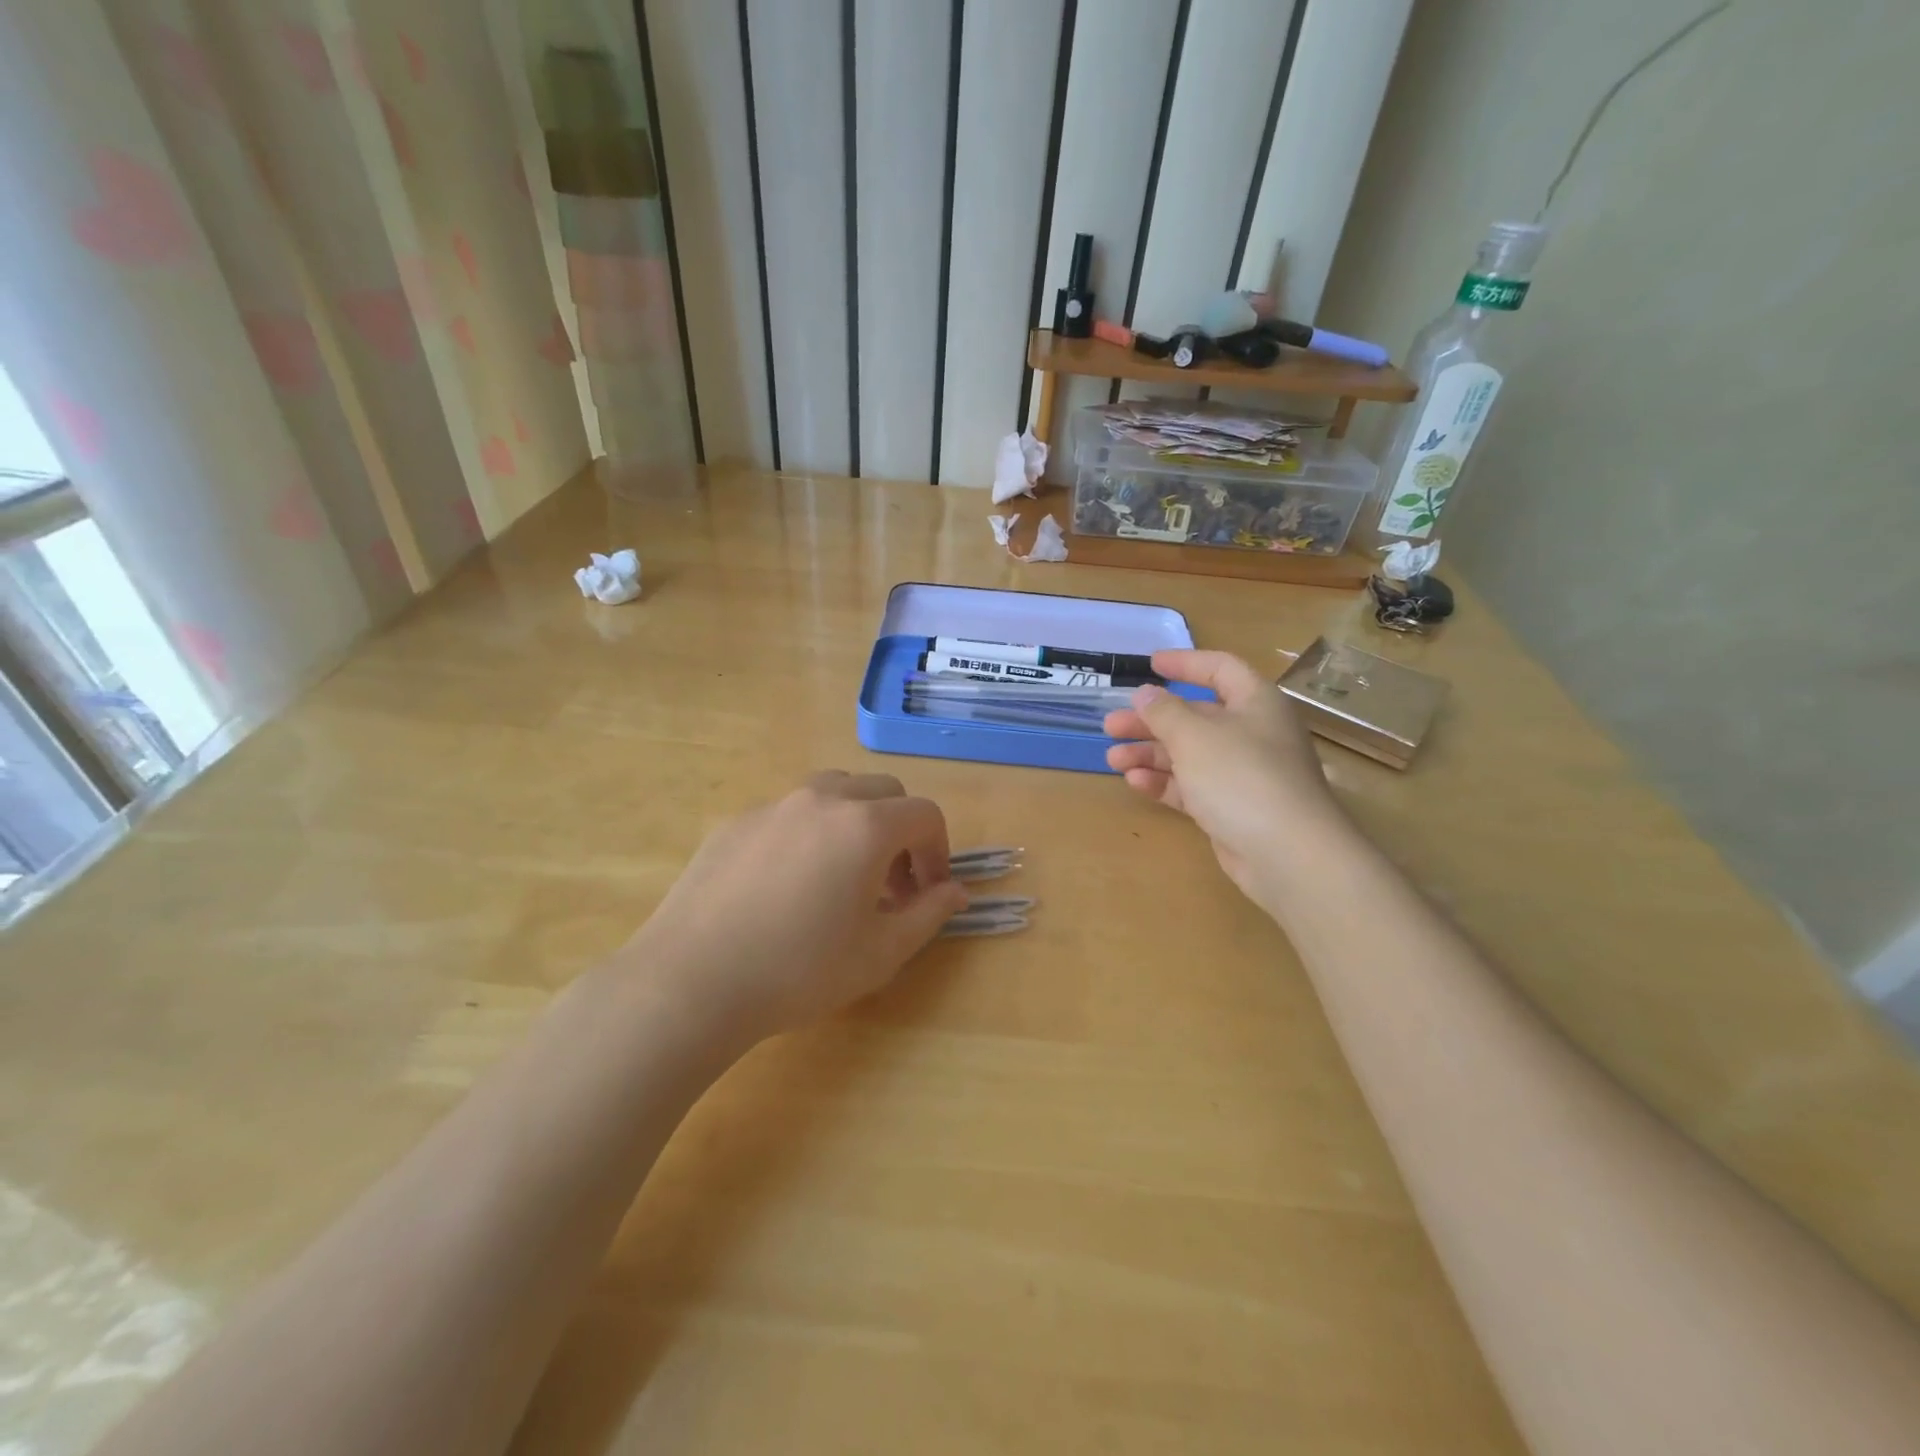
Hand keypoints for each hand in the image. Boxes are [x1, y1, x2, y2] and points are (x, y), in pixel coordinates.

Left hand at [625, 771, 970, 1044]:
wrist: (691, 982)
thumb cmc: (799, 971)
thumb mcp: (880, 953)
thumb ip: (929, 915)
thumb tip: (956, 892)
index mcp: (865, 825)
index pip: (925, 816)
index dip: (939, 853)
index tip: (928, 894)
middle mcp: (822, 799)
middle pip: (883, 792)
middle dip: (901, 832)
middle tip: (891, 886)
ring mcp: (773, 805)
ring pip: (835, 791)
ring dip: (856, 823)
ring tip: (842, 876)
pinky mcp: (736, 822)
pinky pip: (790, 812)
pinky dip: (810, 833)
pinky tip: (787, 886)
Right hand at [1104, 650, 1345, 904]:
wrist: (1288, 854)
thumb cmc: (1241, 777)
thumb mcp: (1195, 736)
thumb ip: (1164, 712)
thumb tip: (1145, 694)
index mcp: (1254, 703)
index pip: (1220, 669)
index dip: (1185, 663)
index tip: (1149, 664)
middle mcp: (1251, 733)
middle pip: (1195, 717)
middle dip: (1151, 720)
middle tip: (1111, 726)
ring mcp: (1242, 774)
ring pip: (1189, 754)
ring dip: (1150, 753)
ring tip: (1114, 758)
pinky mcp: (1232, 809)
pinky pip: (1193, 787)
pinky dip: (1165, 782)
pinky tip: (1135, 782)